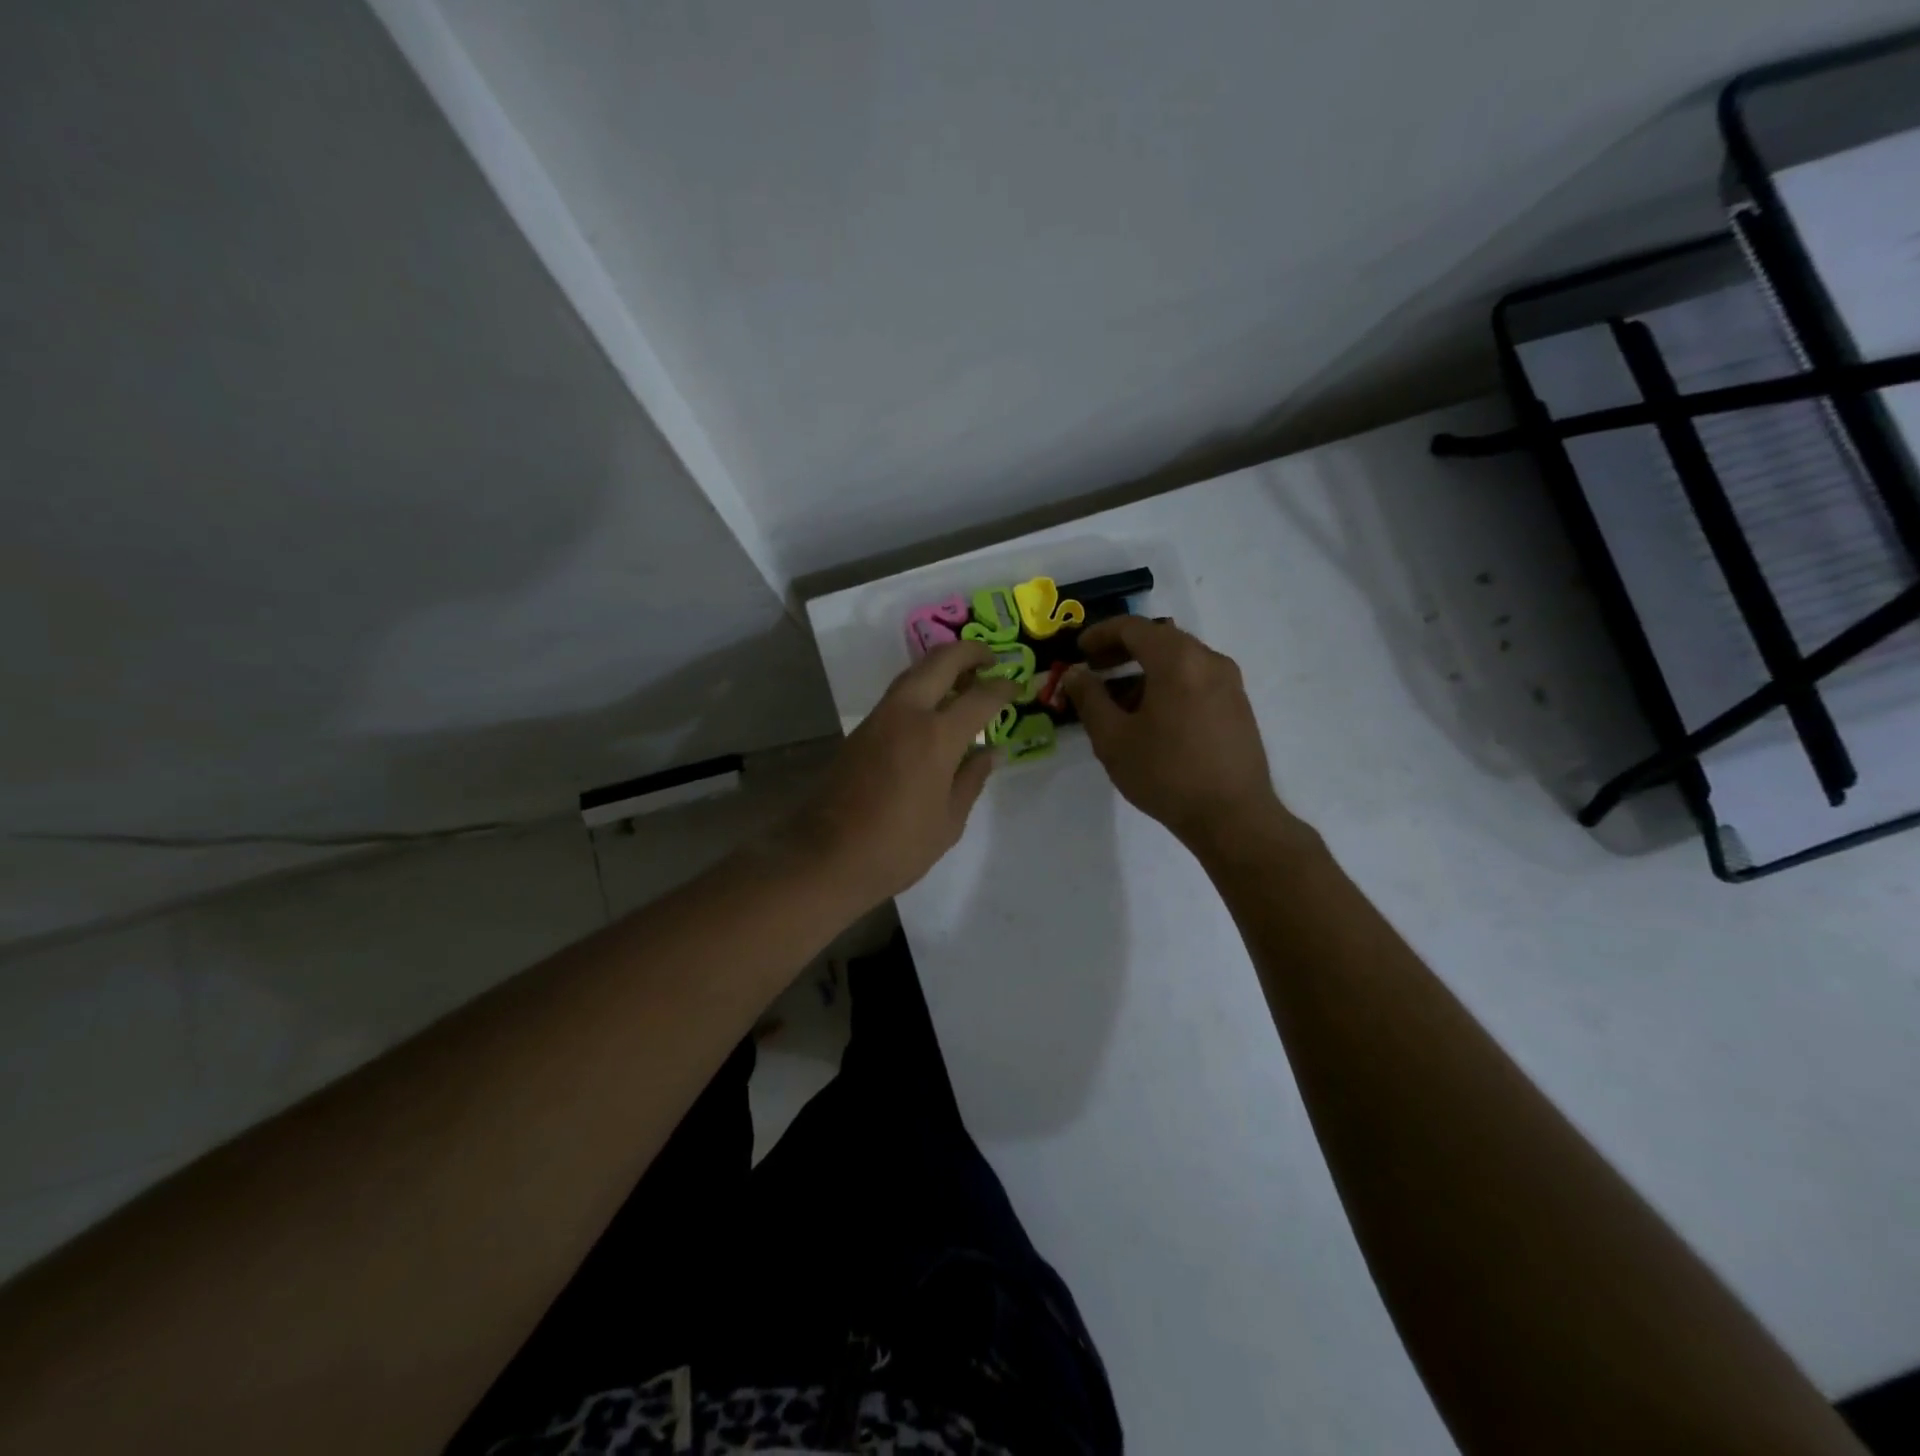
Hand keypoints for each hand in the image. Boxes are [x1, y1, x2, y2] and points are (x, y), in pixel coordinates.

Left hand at [792, 641, 1019, 908]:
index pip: (980, 697)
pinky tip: (934, 707)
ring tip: (965, 678)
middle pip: (940, 661)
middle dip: (970, 652)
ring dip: (941, 666)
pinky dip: (921, 687)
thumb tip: (991, 752)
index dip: (1003, 687)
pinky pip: (898, 695)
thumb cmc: (897, 847)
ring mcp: (879, 719)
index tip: (1017, 685)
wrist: (826, 857)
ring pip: (914, 673)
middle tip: (991, 658)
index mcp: (936, 736)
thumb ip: (972, 780)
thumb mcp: (949, 821)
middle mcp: (906, 714)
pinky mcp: (860, 731)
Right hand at [1063, 617, 1288, 849]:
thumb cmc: (1166, 774)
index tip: (1079, 651)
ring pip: (1179, 660)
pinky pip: (1196, 678)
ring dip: (1145, 669)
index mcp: (1177, 660)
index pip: (1133, 627)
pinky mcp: (1238, 705)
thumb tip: (1076, 674)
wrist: (1233, 816)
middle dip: (1122, 650)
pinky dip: (1168, 683)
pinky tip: (1152, 716)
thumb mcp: (1113, 739)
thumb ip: (1089, 699)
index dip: (1100, 634)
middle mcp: (1208, 660)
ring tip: (1118, 700)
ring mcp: (1229, 682)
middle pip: (1159, 639)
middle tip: (1095, 669)